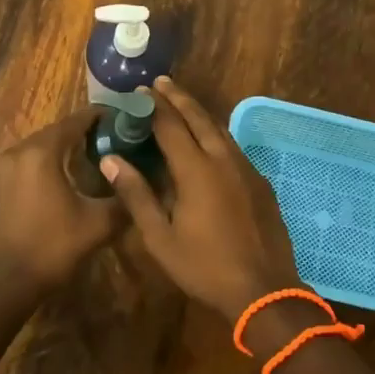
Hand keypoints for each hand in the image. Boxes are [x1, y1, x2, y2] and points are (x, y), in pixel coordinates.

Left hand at [0, 111, 123, 290]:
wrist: (5, 284)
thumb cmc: (52, 248)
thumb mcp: (98, 224)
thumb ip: (123, 198)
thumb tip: (140, 185)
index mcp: (41, 152)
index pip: (75, 121)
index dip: (100, 117)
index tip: (121, 118)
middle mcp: (17, 152)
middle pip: (55, 132)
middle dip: (82, 133)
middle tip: (110, 140)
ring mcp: (0, 170)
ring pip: (38, 149)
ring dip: (61, 150)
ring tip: (88, 159)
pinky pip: (24, 165)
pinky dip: (43, 166)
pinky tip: (60, 182)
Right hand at [100, 77, 298, 321]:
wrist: (264, 290)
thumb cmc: (204, 266)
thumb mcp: (160, 237)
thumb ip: (136, 195)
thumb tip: (110, 160)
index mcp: (196, 170)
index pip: (170, 126)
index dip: (153, 107)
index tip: (139, 91)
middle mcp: (223, 159)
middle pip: (199, 118)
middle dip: (178, 98)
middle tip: (161, 82)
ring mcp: (246, 169)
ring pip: (220, 129)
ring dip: (199, 113)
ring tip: (182, 103)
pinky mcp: (260, 182)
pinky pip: (234, 147)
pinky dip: (216, 134)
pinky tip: (210, 141)